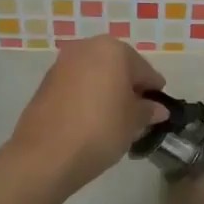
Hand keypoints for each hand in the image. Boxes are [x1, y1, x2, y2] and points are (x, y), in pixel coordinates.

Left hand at [10, 35, 166, 192]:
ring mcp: (62, 63)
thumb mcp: (133, 122)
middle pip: (118, 66)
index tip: (159, 109)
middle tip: (136, 113)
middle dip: (128, 87)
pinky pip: (77, 85)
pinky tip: (91, 119)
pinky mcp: (46, 82)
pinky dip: (87, 96)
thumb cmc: (100, 130)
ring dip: (107, 90)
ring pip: (95, 74)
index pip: (144, 70)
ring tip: (113, 118)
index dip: (154, 90)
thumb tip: (157, 109)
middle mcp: (87, 48)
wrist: (45, 155)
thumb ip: (148, 110)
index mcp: (113, 50)